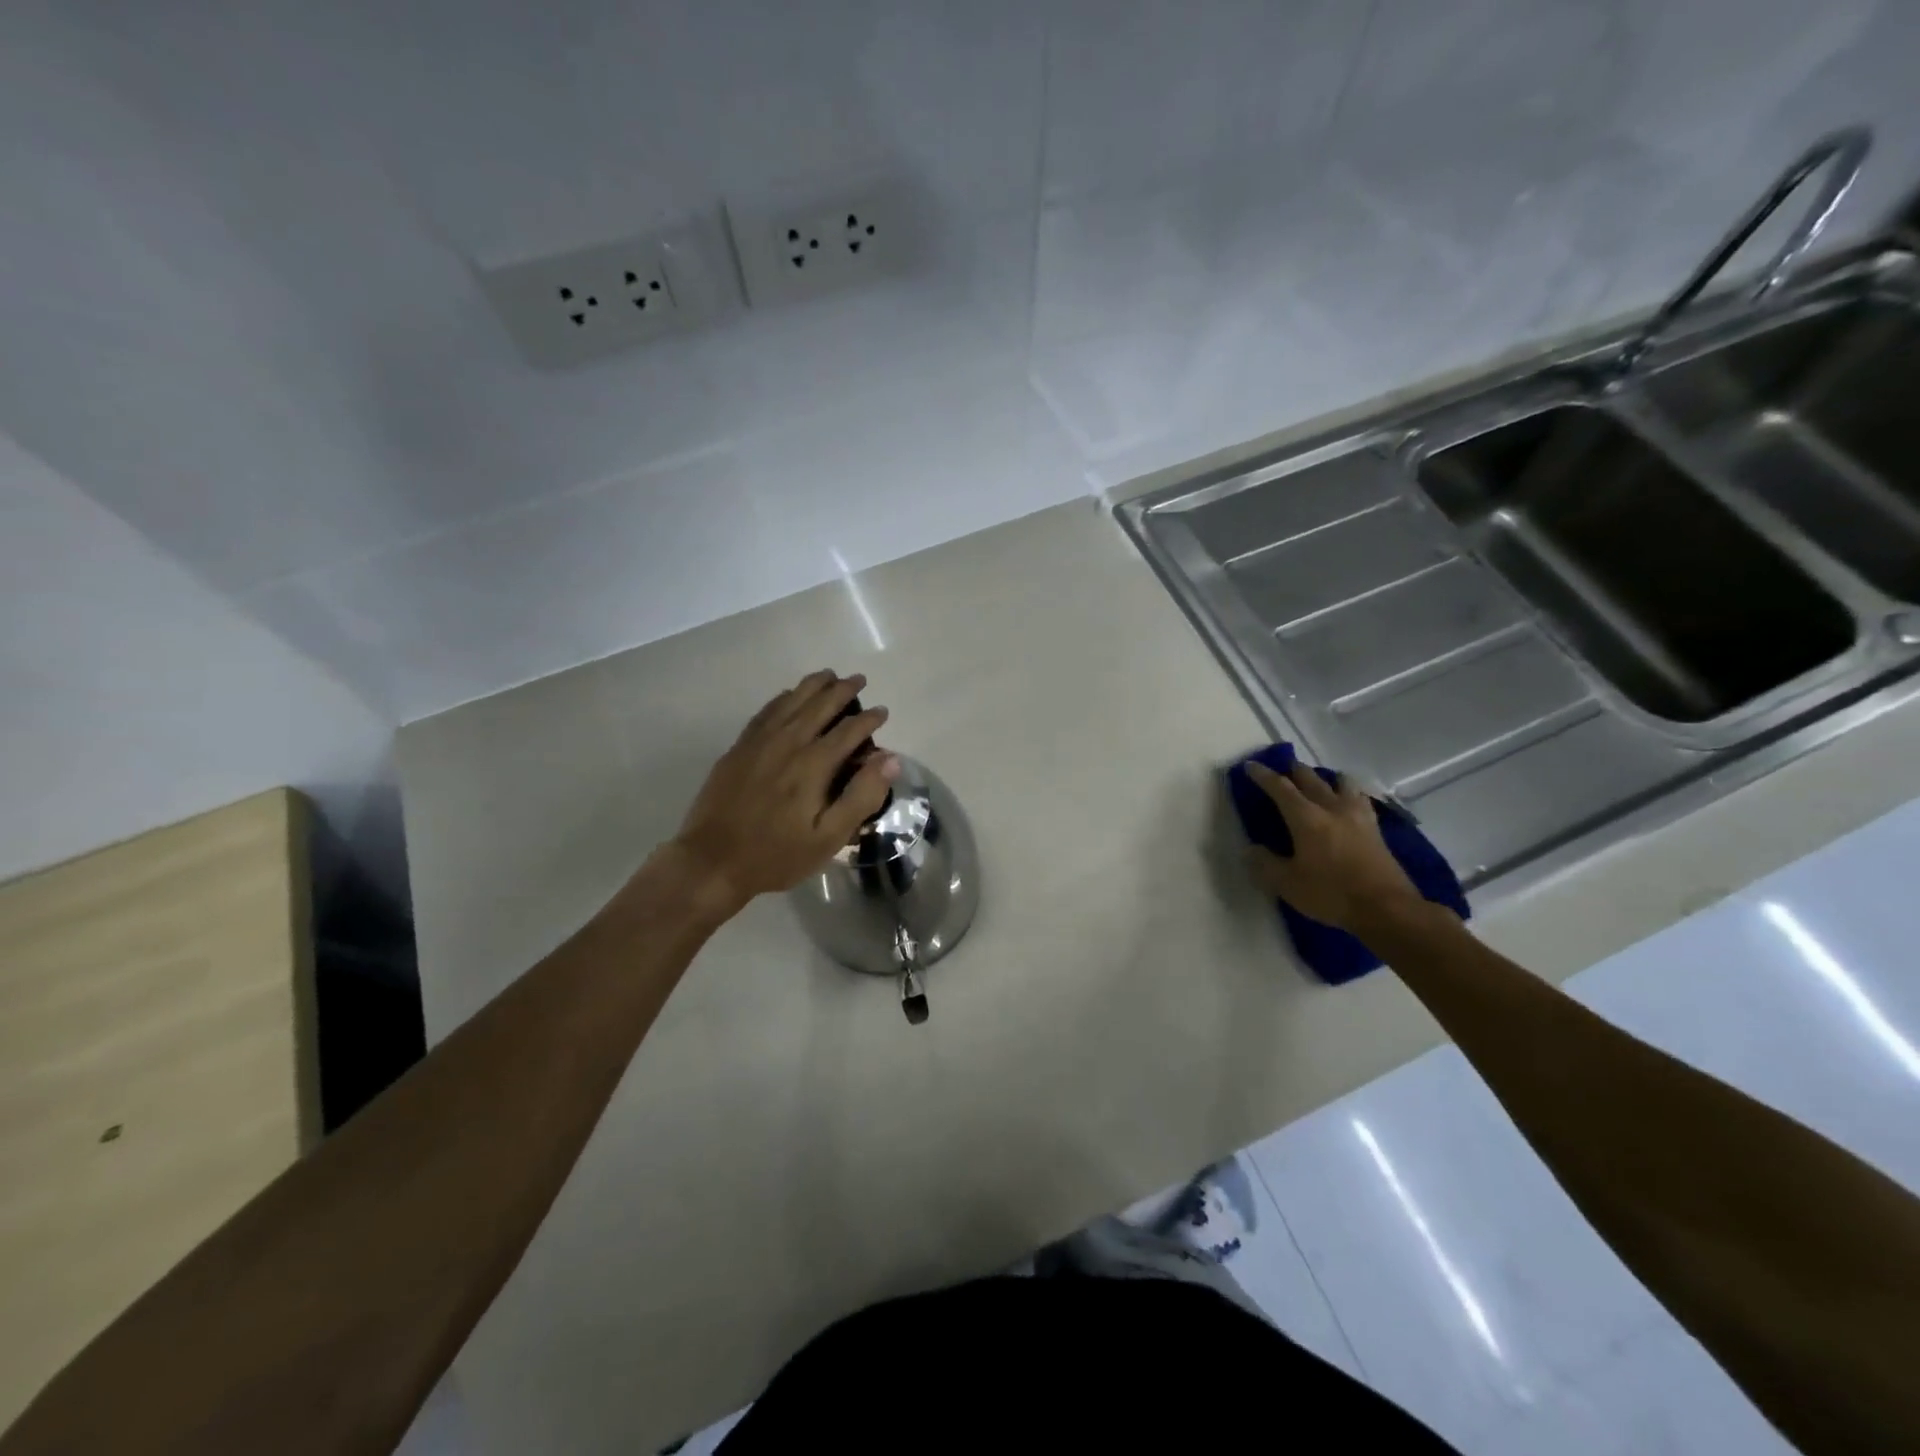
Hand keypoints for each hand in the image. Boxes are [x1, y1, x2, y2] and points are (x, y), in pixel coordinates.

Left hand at [669, 671, 898, 909]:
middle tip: (859, 679)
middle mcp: (787, 743)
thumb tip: (890, 759)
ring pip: (790, 701)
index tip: (882, 711)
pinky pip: (765, 712)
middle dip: (842, 690)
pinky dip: (782, 698)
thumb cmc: (776, 855)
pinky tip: (788, 695)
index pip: (848, 730)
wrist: (712, 861)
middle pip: (819, 706)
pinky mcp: (738, 749)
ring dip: (812, 685)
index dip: (869, 718)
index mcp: (813, 765)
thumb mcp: (828, 838)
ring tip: (828, 675)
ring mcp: (758, 743)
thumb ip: (862, 796)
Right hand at [1244, 761, 1423, 933]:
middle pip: (1310, 778)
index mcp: (1306, 818)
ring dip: (1326, 778)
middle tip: (1283, 769)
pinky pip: (1360, 799)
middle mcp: (1331, 808)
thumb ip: (1265, 864)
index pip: (1280, 788)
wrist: (1387, 909)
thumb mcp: (1287, 884)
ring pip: (1341, 782)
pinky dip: (1349, 793)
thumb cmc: (1331, 893)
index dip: (1263, 775)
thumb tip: (1250, 850)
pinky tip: (1348, 802)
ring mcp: (1357, 816)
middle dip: (1294, 771)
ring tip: (1320, 783)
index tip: (1250, 765)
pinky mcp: (1375, 828)